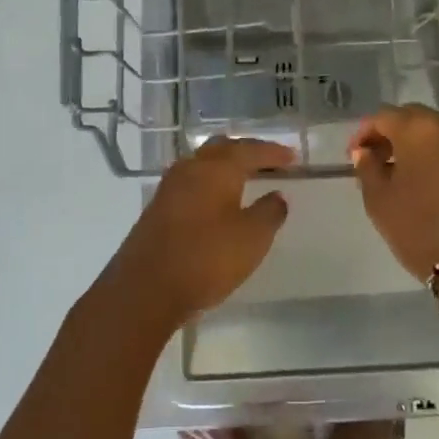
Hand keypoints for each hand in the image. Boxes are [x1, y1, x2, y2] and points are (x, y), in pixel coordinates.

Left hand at [102, 137, 293, 326]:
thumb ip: (269, 213)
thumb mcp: (252, 238)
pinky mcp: (157, 209)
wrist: (145, 290)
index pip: (250, 150)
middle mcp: (190, 169)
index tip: (293, 157)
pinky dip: (209, 184)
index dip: (273, 152)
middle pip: (221, 149)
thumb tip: (277, 196)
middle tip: (268, 161)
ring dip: (224, 166)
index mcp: (217, 169)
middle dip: (246, 152)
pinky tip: (216, 200)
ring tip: (244, 178)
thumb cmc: (206, 258)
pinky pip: (190, 183)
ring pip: (202, 164)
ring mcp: (169, 188)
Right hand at [349, 105, 438, 283]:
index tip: (355, 153)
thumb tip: (365, 152)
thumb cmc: (419, 229)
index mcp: (418, 130)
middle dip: (394, 134)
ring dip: (427, 137)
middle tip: (380, 159)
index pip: (384, 117)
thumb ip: (368, 169)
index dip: (365, 132)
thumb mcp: (379, 201)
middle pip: (416, 117)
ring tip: (416, 161)